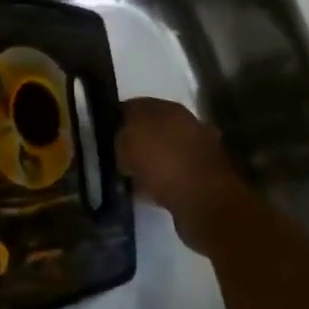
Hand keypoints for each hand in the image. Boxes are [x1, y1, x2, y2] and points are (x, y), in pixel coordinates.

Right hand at [118, 98, 251, 252]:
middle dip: (133, 141)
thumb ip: (118, 136)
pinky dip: (160, 182)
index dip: (115, 119)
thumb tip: (120, 140)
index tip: (102, 135)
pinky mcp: (204, 177)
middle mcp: (185, 123)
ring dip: (148, 163)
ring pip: (162, 152)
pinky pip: (172, 175)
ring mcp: (198, 151)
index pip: (133, 106)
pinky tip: (146, 193)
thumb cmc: (162, 163)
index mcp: (167, 108)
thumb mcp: (126, 143)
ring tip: (129, 178)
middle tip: (114, 157)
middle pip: (150, 128)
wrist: (206, 202)